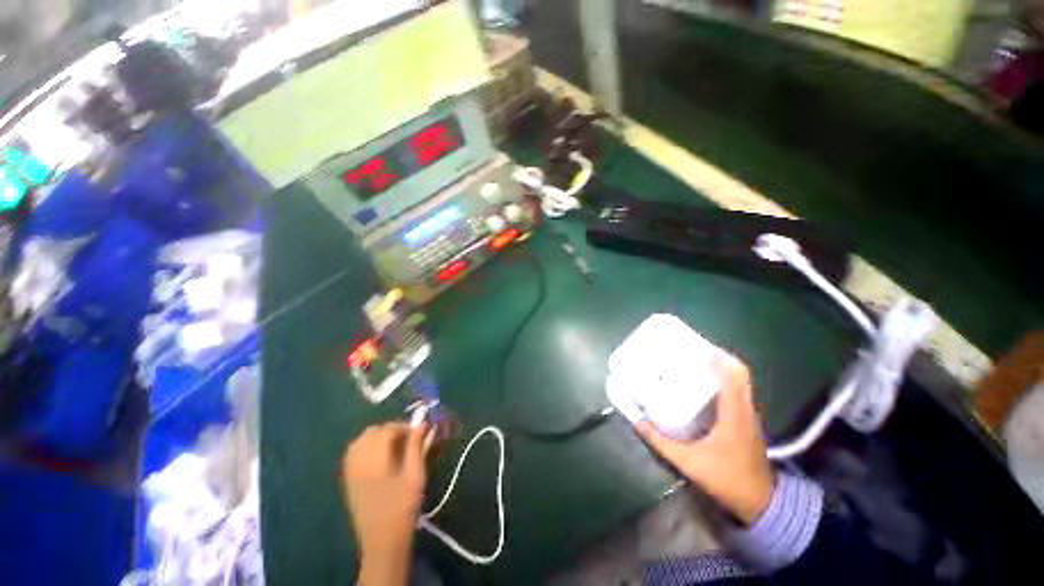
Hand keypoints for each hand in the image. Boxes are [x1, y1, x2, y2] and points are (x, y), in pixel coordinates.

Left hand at [342, 422, 428, 585]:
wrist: (383, 541)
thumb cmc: (403, 507)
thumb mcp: (416, 476)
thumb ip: (416, 447)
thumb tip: (421, 424)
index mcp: (376, 462)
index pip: (386, 431)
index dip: (402, 426)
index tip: (416, 431)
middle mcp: (359, 463)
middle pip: (371, 433)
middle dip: (389, 429)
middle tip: (406, 438)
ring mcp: (350, 472)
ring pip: (359, 441)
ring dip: (376, 437)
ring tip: (392, 445)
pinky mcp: (348, 481)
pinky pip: (352, 454)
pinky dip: (365, 446)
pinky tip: (377, 455)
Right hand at [636, 355, 774, 525]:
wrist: (761, 503)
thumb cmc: (727, 479)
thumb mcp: (689, 463)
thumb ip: (661, 443)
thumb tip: (638, 423)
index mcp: (733, 414)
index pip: (733, 377)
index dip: (719, 358)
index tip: (698, 346)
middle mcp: (745, 409)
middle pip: (738, 373)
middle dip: (718, 357)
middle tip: (692, 351)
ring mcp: (749, 415)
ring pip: (740, 381)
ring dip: (722, 368)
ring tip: (696, 362)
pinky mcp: (747, 421)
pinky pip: (738, 392)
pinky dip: (725, 381)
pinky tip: (705, 386)